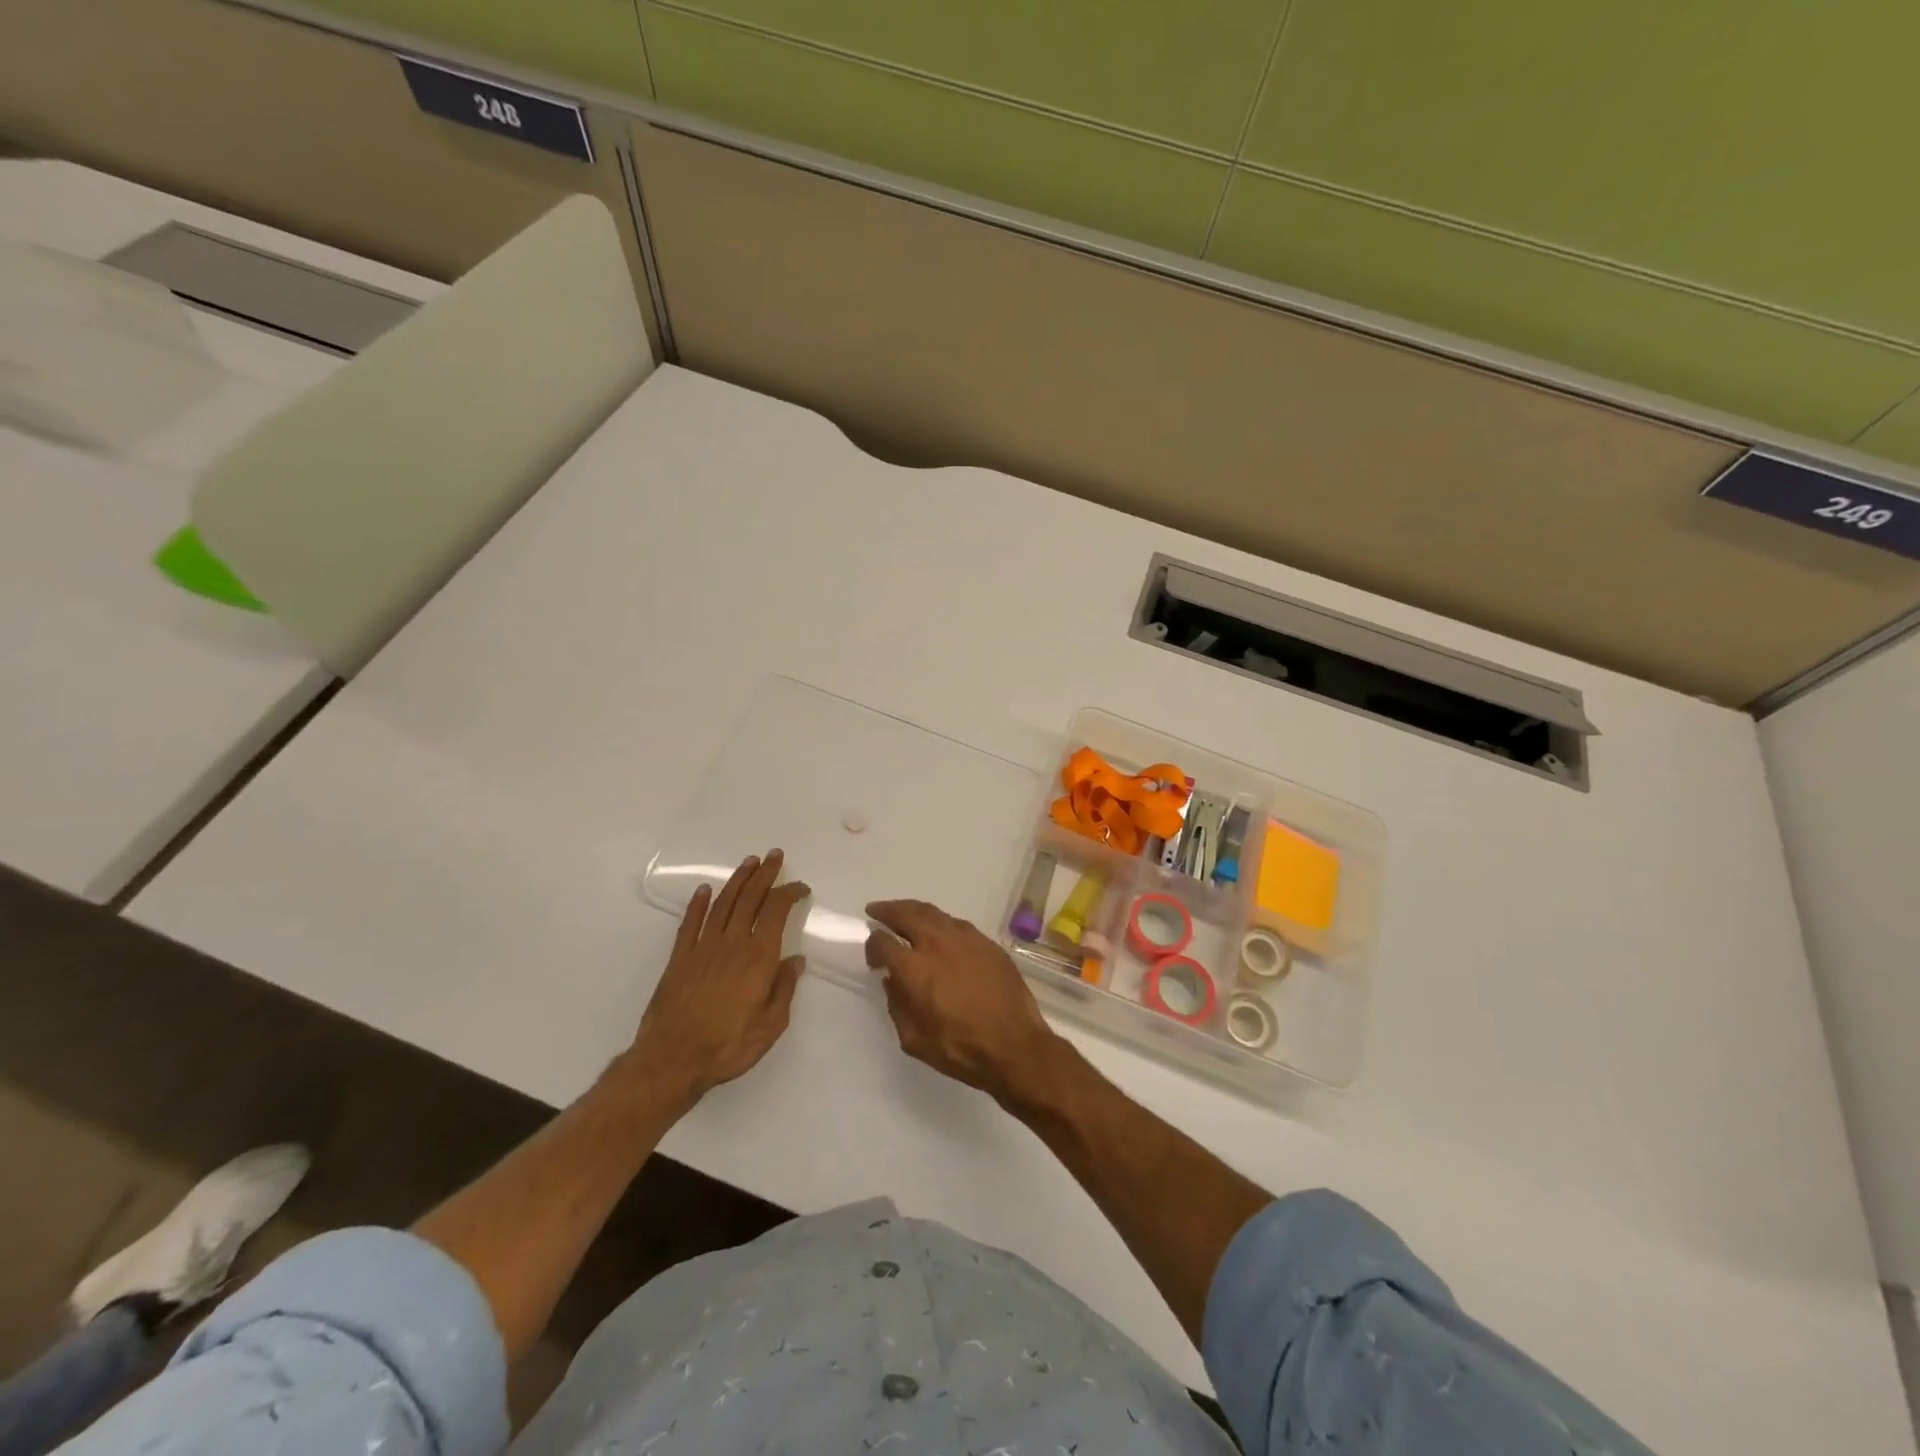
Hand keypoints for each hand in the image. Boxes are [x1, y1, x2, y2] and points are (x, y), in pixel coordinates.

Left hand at [624, 851, 809, 1111]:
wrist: (672, 1060)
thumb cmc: (728, 1046)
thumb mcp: (771, 1025)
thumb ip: (784, 989)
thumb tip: (796, 960)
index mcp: (758, 957)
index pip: (777, 911)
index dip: (790, 893)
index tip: (800, 887)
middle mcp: (732, 943)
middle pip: (750, 898)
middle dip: (765, 874)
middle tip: (774, 855)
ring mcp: (703, 947)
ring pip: (723, 903)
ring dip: (737, 880)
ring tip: (749, 862)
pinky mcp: (679, 958)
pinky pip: (691, 923)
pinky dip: (699, 903)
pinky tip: (705, 890)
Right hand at [865, 900, 1063, 1103]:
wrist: (1015, 1045)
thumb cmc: (960, 1048)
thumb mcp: (914, 1039)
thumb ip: (897, 1005)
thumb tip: (892, 981)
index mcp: (914, 969)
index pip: (883, 943)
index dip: (872, 945)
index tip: (874, 955)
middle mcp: (937, 944)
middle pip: (906, 914)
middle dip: (887, 911)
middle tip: (876, 911)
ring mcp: (965, 938)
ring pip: (933, 912)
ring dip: (913, 910)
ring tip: (904, 913)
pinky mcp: (987, 942)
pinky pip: (956, 923)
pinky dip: (940, 922)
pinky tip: (938, 930)